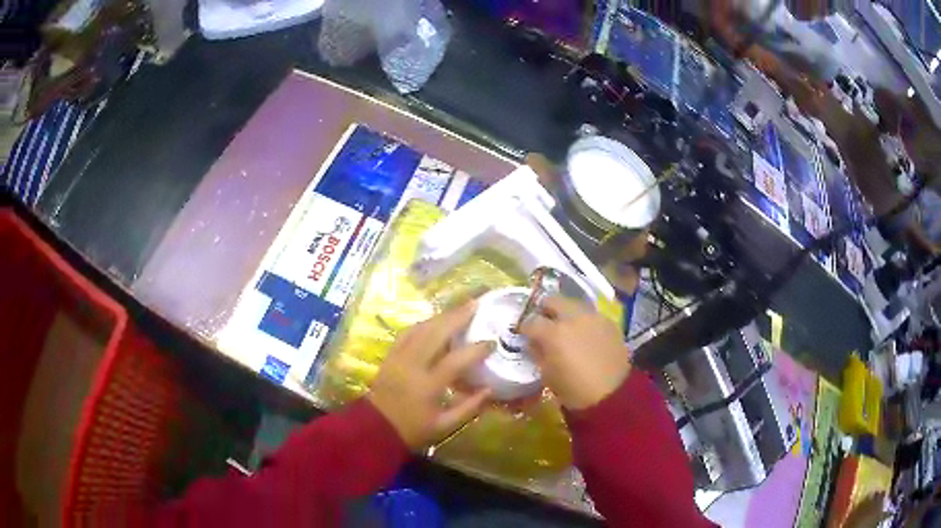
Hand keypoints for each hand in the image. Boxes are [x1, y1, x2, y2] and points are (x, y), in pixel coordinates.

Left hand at [367, 301, 493, 449]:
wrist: (375, 428)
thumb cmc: (412, 430)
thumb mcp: (444, 426)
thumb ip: (469, 408)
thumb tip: (490, 389)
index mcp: (428, 385)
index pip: (456, 360)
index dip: (476, 349)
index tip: (492, 342)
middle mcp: (412, 365)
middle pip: (436, 333)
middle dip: (457, 316)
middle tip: (476, 304)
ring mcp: (399, 357)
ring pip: (421, 328)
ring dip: (441, 316)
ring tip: (459, 308)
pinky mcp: (390, 355)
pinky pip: (408, 332)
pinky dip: (424, 323)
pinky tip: (435, 320)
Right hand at [519, 297, 630, 410]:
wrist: (613, 395)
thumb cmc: (574, 390)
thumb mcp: (548, 375)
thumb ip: (538, 353)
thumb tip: (534, 342)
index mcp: (553, 333)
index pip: (530, 321)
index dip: (525, 328)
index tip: (524, 334)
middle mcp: (572, 318)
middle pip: (552, 300)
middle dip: (545, 310)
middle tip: (544, 323)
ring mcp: (593, 317)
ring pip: (573, 305)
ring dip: (566, 313)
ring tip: (566, 329)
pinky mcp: (609, 322)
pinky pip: (591, 315)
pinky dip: (584, 322)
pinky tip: (585, 336)